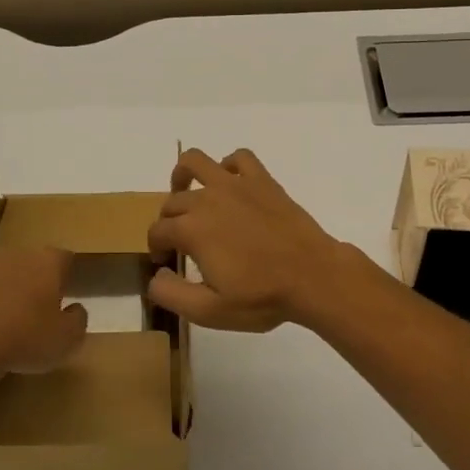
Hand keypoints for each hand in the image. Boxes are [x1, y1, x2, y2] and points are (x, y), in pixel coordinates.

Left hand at [0, 246, 88, 374]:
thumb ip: (77, 320)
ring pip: (2, 276)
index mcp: (47, 262)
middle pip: (31, 263)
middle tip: (40, 310)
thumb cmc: (26, 337)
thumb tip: (75, 309)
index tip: (69, 293)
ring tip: (9, 324)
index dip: (67, 274)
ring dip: (7, 292)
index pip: (65, 258)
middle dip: (36, 282)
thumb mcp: (67, 339)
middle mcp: (16, 256)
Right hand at [146, 149, 349, 331]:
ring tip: (186, 192)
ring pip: (196, 162)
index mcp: (191, 230)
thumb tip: (155, 274)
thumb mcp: (209, 311)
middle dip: (168, 221)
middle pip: (172, 201)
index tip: (166, 262)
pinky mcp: (262, 181)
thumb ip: (171, 293)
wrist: (314, 277)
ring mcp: (236, 185)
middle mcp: (207, 200)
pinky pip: (240, 157)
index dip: (156, 247)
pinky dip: (229, 165)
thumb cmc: (262, 297)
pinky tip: (230, 183)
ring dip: (183, 175)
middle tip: (180, 242)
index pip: (158, 231)